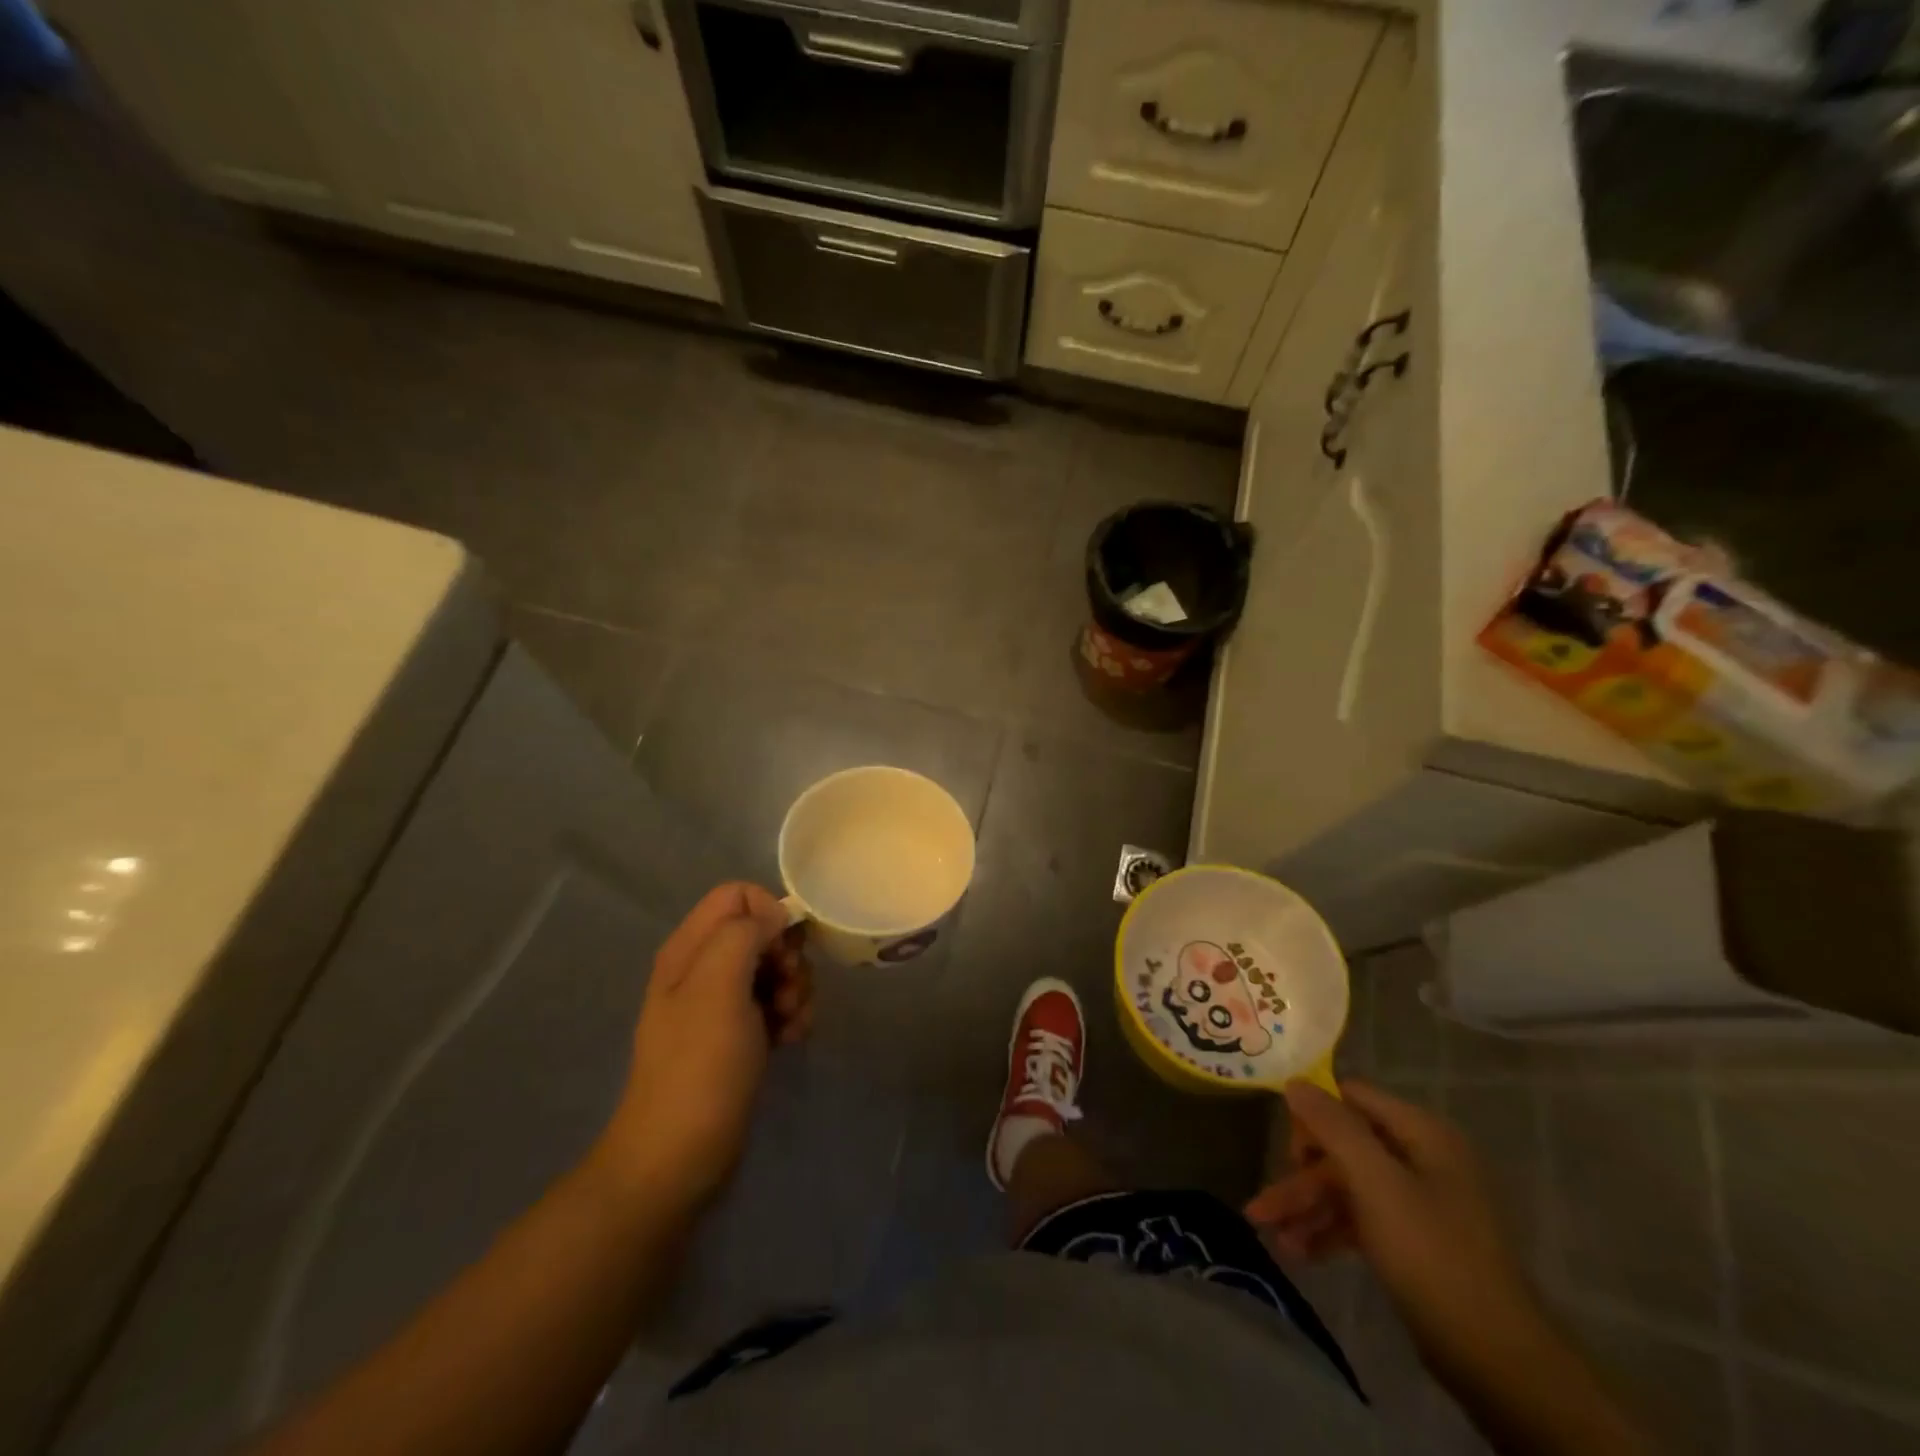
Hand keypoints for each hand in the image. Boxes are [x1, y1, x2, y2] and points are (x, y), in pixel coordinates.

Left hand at [594, 884, 812, 1215]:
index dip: (768, 912)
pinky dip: (791, 1016)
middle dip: (787, 955)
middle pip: (761, 932)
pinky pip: (775, 1004)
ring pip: (774, 968)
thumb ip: (742, 934)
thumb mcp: (717, 986)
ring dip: (796, 988)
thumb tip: (773, 916)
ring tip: (792, 1021)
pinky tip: (792, 1039)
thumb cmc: (699, 1066)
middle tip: (789, 989)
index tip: (783, 949)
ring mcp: (721, 1004)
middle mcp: (703, 969)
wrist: (678, 1157)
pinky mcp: (738, 1035)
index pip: (736, 896)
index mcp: (689, 949)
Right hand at [1245, 1080, 1541, 1386]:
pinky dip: (1329, 1232)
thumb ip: (1333, 1127)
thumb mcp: (1376, 1183)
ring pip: (1348, 1188)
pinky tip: (1297, 1253)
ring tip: (1271, 1235)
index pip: (1352, 1098)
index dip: (1313, 1114)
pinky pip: (1361, 1221)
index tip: (1284, 1145)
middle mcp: (1421, 1158)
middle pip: (1344, 1149)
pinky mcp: (1414, 1241)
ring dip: (1308, 1209)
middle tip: (1265, 1206)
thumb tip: (1294, 1081)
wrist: (1497, 1360)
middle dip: (1301, 1178)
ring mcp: (1419, 1202)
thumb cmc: (1432, 1254)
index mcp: (1421, 1133)